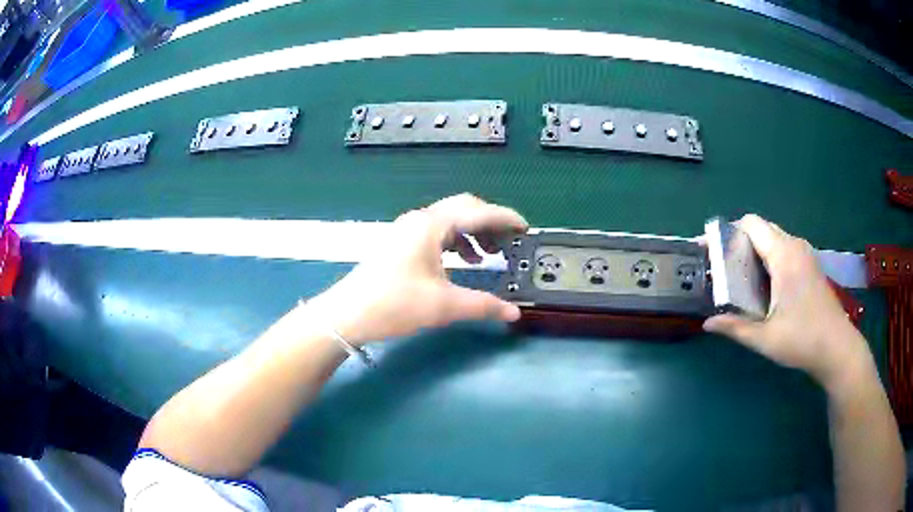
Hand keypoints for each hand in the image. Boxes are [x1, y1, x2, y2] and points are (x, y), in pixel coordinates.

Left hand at [305, 194, 526, 345]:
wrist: (348, 314)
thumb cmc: (395, 304)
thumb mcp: (444, 306)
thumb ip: (484, 306)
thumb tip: (514, 314)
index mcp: (432, 225)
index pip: (478, 212)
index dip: (506, 218)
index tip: (526, 229)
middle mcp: (420, 220)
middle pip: (464, 208)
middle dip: (490, 222)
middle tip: (509, 242)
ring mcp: (407, 230)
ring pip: (449, 220)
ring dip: (473, 232)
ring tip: (489, 255)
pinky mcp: (400, 242)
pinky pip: (436, 232)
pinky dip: (455, 241)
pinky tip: (462, 261)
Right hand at [703, 215, 870, 388]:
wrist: (837, 348)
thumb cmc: (802, 340)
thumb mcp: (765, 338)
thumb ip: (735, 328)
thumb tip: (707, 324)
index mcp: (784, 255)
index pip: (751, 224)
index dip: (728, 232)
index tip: (711, 251)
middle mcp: (795, 246)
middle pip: (761, 229)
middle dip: (738, 242)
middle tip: (722, 268)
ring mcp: (805, 255)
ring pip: (773, 240)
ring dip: (754, 252)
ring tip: (739, 278)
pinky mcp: (810, 266)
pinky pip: (783, 250)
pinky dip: (768, 259)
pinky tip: (763, 286)